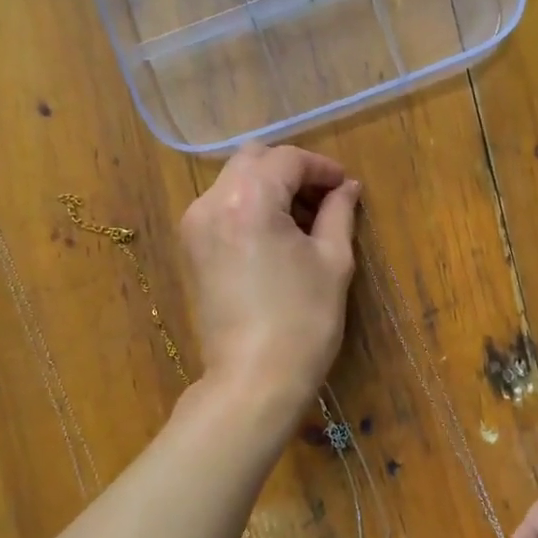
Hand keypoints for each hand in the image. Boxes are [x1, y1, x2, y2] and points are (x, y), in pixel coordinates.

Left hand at [180, 143, 359, 418]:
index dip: (321, 167)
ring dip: (269, 187)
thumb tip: (346, 187)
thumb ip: (339, 213)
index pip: (287, 159)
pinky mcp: (191, 249)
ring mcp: (195, 225)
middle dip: (291, 171)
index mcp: (249, 199)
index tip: (345, 186)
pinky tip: (276, 236)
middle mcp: (212, 202)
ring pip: (234, 181)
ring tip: (302, 220)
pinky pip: (222, 208)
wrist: (254, 379)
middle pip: (253, 160)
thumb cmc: (303, 320)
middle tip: (324, 199)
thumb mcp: (333, 261)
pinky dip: (249, 207)